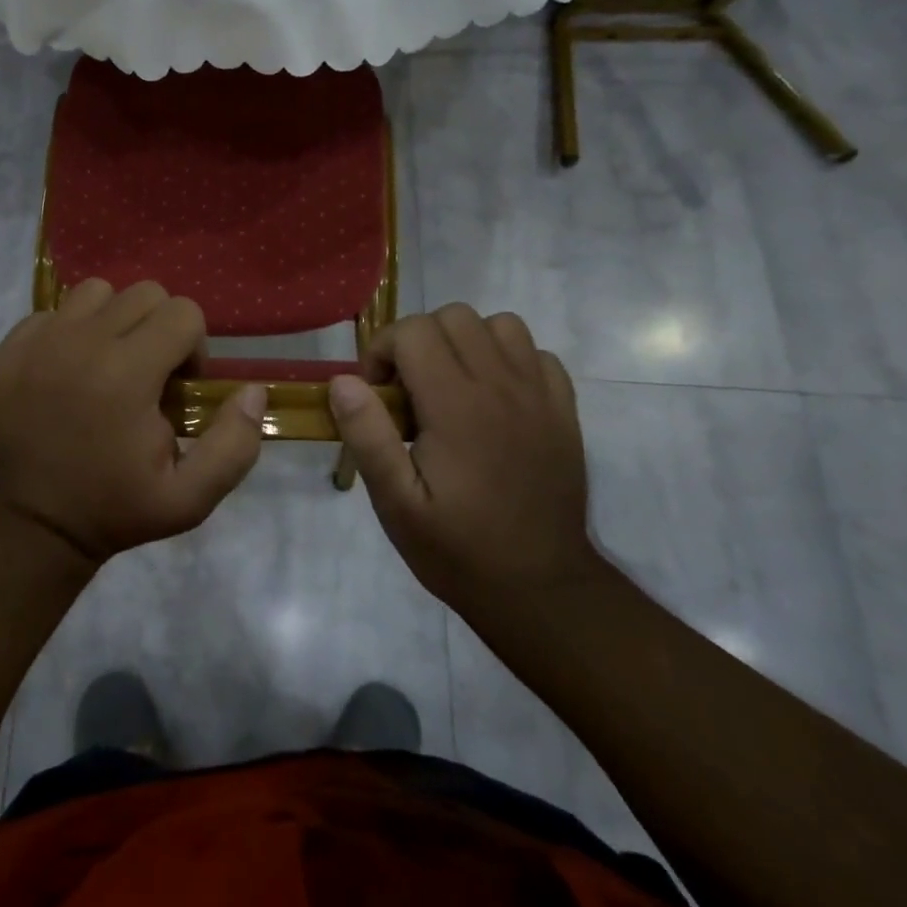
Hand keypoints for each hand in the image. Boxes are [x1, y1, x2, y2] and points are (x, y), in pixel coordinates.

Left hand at [0, 279, 266, 564]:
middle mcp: (83, 341)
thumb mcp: (188, 498)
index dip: (193, 347)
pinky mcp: (11, 347)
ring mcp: (42, 339)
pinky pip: (54, 312)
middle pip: (144, 293)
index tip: (177, 388)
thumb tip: (253, 391)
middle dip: (159, 328)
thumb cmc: (112, 510)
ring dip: (114, 320)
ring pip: (97, 292)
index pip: (183, 312)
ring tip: (108, 364)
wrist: (29, 524)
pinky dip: (70, 330)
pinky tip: (68, 371)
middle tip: (148, 375)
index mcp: (128, 372)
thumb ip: (233, 444)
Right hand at [328, 305, 597, 612]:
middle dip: (419, 340)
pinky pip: (537, 354)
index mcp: (456, 405)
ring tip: (451, 386)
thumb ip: (368, 436)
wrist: (541, 589)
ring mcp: (539, 395)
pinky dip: (510, 360)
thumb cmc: (458, 549)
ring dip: (466, 342)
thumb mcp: (396, 504)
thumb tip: (343, 380)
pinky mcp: (563, 411)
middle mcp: (501, 386)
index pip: (413, 331)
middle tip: (408, 390)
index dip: (382, 350)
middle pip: (454, 316)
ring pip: (500, 325)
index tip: (378, 394)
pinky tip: (494, 398)